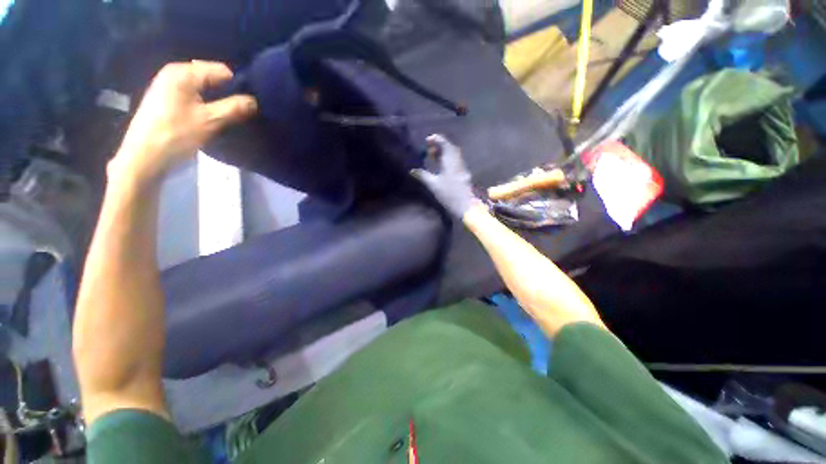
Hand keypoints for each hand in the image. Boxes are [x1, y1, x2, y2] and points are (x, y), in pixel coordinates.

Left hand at [111, 60, 256, 182]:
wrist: (144, 156)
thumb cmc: (176, 135)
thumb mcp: (211, 121)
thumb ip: (235, 108)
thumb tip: (255, 101)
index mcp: (184, 72)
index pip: (222, 71)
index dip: (238, 86)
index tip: (248, 104)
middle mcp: (175, 72)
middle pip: (211, 77)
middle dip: (227, 93)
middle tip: (240, 111)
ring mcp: (168, 85)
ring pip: (203, 87)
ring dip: (217, 99)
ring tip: (227, 115)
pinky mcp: (165, 98)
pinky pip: (193, 94)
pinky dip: (205, 103)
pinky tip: (209, 116)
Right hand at [411, 134, 483, 217]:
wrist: (466, 205)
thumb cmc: (449, 194)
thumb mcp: (433, 185)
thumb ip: (423, 176)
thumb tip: (412, 170)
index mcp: (450, 160)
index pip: (445, 143)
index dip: (436, 139)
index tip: (427, 141)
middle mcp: (458, 161)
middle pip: (450, 147)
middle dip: (439, 145)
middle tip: (429, 149)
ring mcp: (462, 167)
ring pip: (453, 154)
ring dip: (444, 152)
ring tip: (433, 157)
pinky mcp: (463, 174)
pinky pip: (455, 161)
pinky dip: (447, 159)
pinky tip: (441, 165)